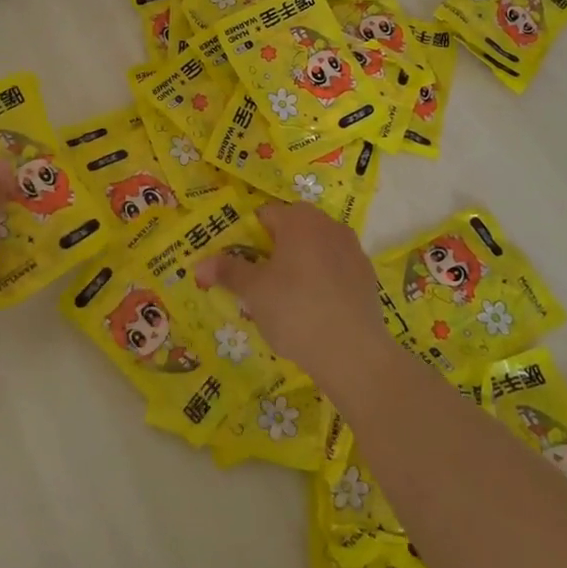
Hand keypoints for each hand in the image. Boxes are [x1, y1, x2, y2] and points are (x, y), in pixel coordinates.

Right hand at [194, 202, 386, 384]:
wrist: (353, 352)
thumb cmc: (295, 310)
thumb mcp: (253, 291)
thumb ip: (227, 271)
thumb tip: (199, 264)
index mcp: (298, 219)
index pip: (264, 215)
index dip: (248, 237)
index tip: (241, 265)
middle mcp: (328, 224)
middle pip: (293, 228)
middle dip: (275, 249)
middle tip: (261, 282)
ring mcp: (352, 249)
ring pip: (316, 248)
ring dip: (300, 263)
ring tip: (288, 299)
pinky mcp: (367, 275)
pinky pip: (336, 268)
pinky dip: (323, 280)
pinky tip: (316, 309)